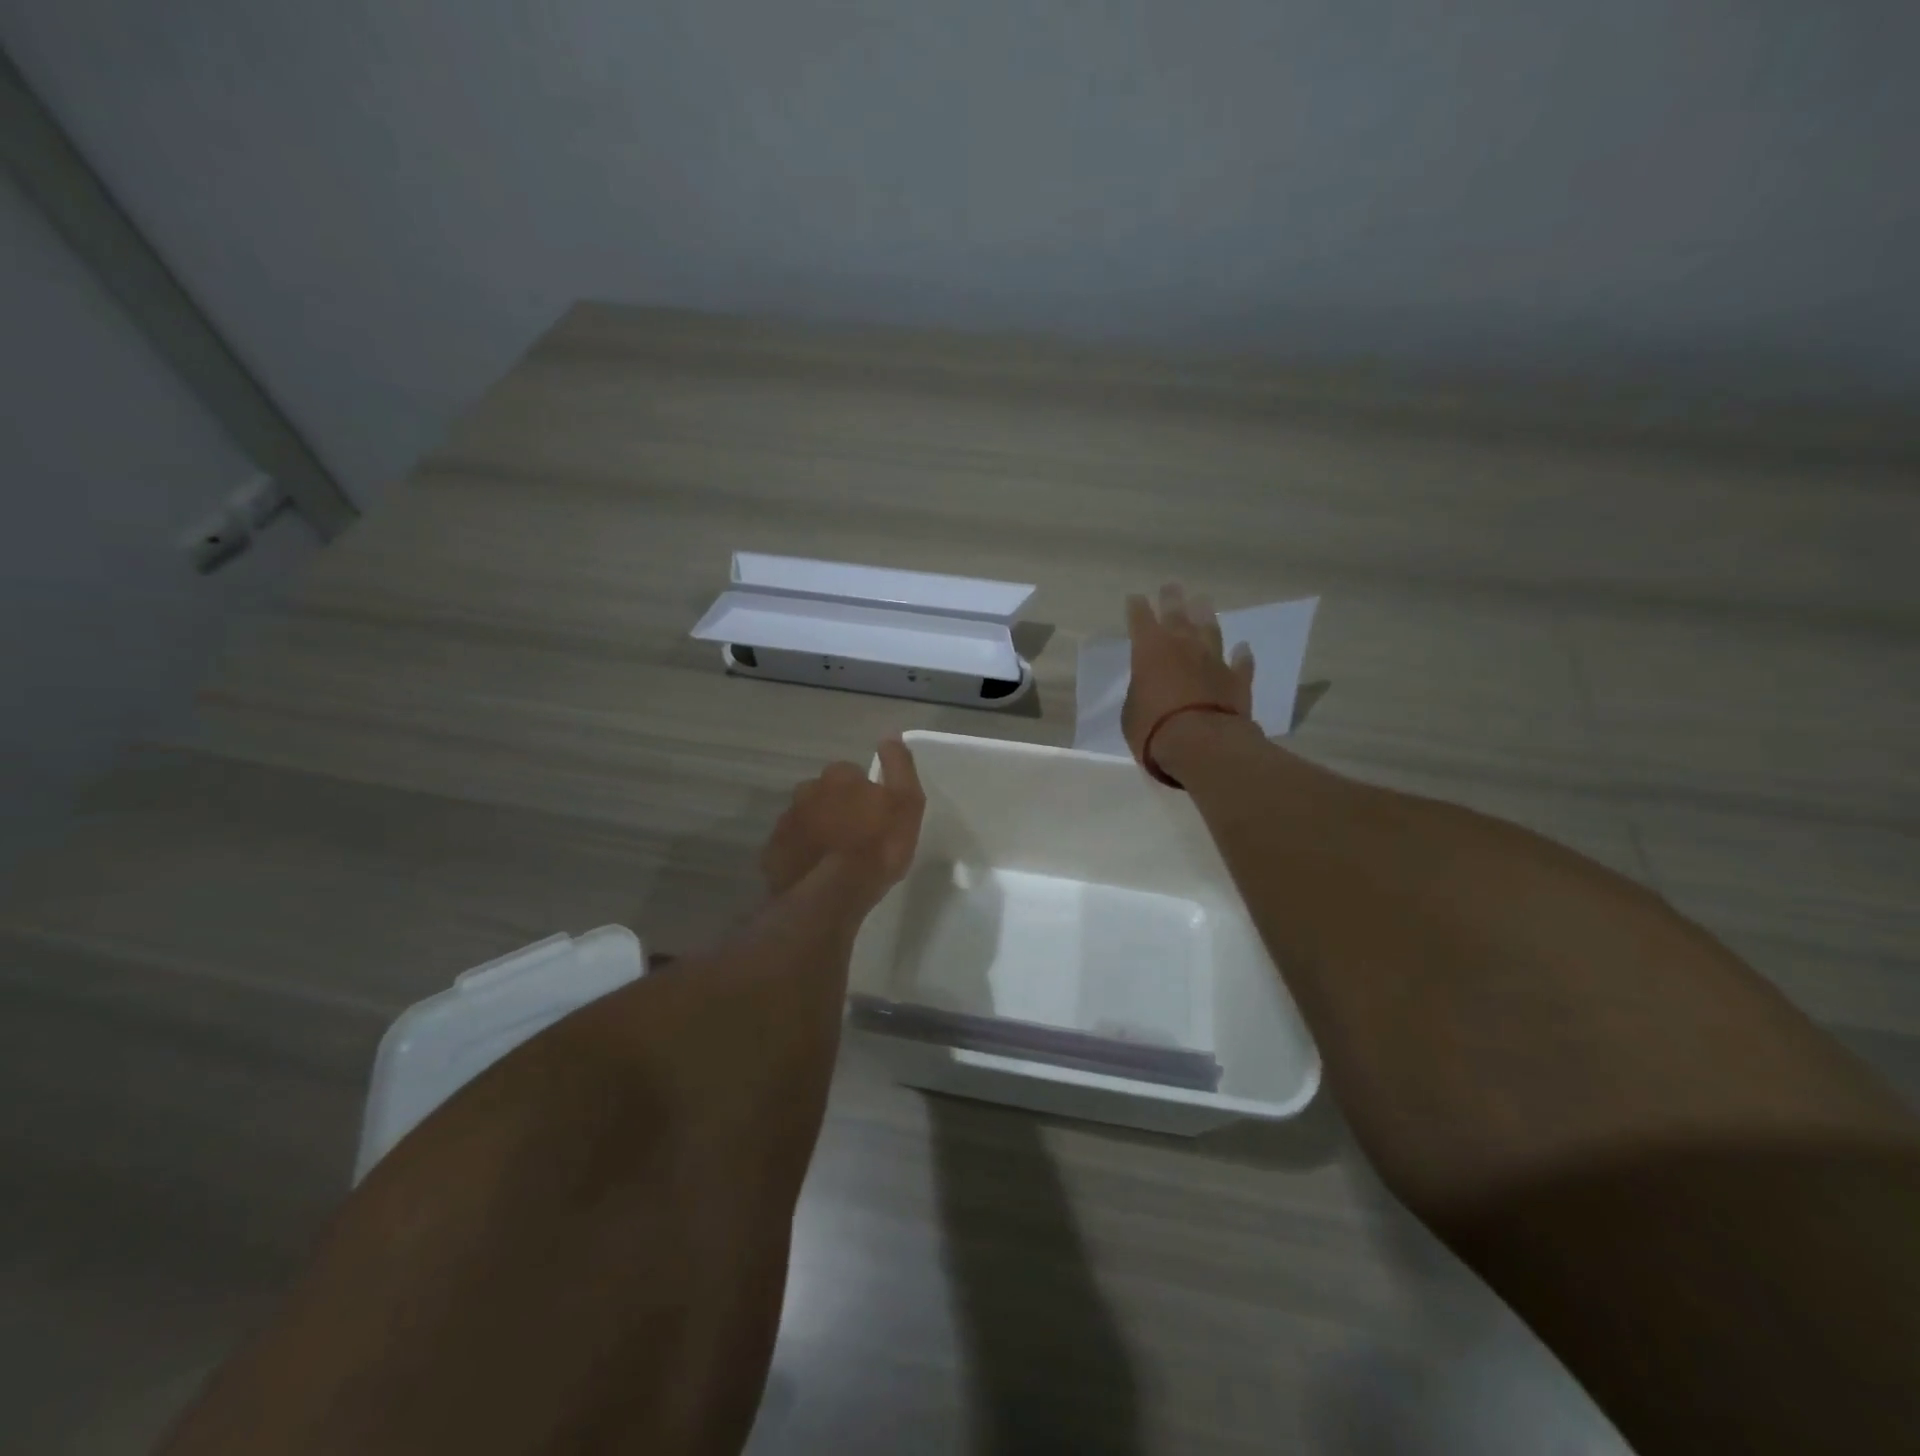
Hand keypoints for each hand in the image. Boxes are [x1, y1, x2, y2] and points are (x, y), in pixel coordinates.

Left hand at [760, 737, 925, 904]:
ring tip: (835, 857)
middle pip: (824, 794)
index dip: (864, 793)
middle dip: (836, 808)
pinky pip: (790, 846)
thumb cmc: (877, 846)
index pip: (851, 773)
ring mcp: (786, 822)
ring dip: (818, 830)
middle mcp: (806, 791)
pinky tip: (816, 872)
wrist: (833, 893)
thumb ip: (899, 766)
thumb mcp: (906, 803)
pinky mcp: (773, 852)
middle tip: (855, 837)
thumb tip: (890, 736)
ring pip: (805, 819)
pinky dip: (801, 853)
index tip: (874, 815)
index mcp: (838, 777)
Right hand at [1122, 583, 1254, 765]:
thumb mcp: (1131, 711)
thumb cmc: (1153, 728)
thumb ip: (1140, 691)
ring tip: (1203, 602)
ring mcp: (1213, 660)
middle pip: (1177, 614)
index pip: (1140, 620)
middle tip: (1171, 586)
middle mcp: (1182, 646)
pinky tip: (1243, 648)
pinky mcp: (1237, 679)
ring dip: (1206, 616)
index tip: (1136, 598)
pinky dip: (1241, 656)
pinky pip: (1240, 663)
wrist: (1203, 744)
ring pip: (1210, 630)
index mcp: (1149, 650)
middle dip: (1172, 599)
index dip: (1137, 608)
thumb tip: (1148, 685)